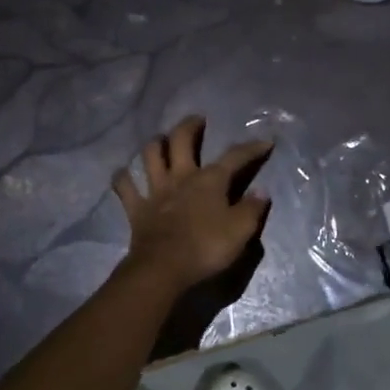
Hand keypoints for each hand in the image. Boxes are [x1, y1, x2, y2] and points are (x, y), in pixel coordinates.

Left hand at [113, 116, 272, 293]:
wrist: (164, 269)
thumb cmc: (206, 248)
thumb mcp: (241, 230)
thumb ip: (253, 209)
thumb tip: (262, 192)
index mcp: (210, 180)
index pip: (235, 157)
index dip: (252, 148)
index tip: (265, 141)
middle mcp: (181, 177)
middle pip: (181, 141)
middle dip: (190, 126)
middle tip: (197, 120)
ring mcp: (156, 191)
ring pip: (150, 156)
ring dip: (155, 144)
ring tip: (160, 140)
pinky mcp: (136, 208)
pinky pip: (125, 186)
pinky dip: (123, 177)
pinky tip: (124, 172)